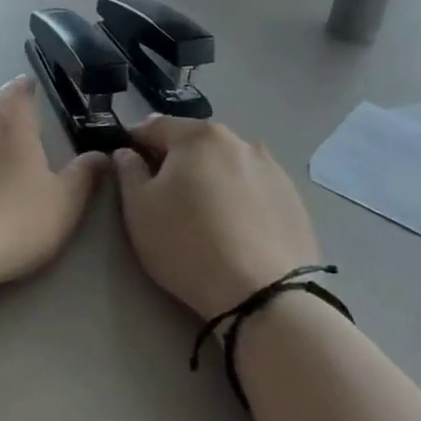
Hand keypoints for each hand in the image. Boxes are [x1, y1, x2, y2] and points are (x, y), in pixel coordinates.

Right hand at [113, 116, 322, 319]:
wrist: (265, 295)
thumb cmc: (188, 244)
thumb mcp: (139, 209)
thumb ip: (128, 171)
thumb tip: (127, 152)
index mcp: (198, 136)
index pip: (156, 126)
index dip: (136, 141)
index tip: (127, 161)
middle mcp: (238, 141)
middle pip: (195, 142)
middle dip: (176, 159)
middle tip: (163, 192)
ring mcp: (272, 168)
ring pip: (227, 163)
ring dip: (210, 176)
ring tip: (203, 212)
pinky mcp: (293, 198)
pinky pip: (253, 187)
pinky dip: (239, 196)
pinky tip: (235, 227)